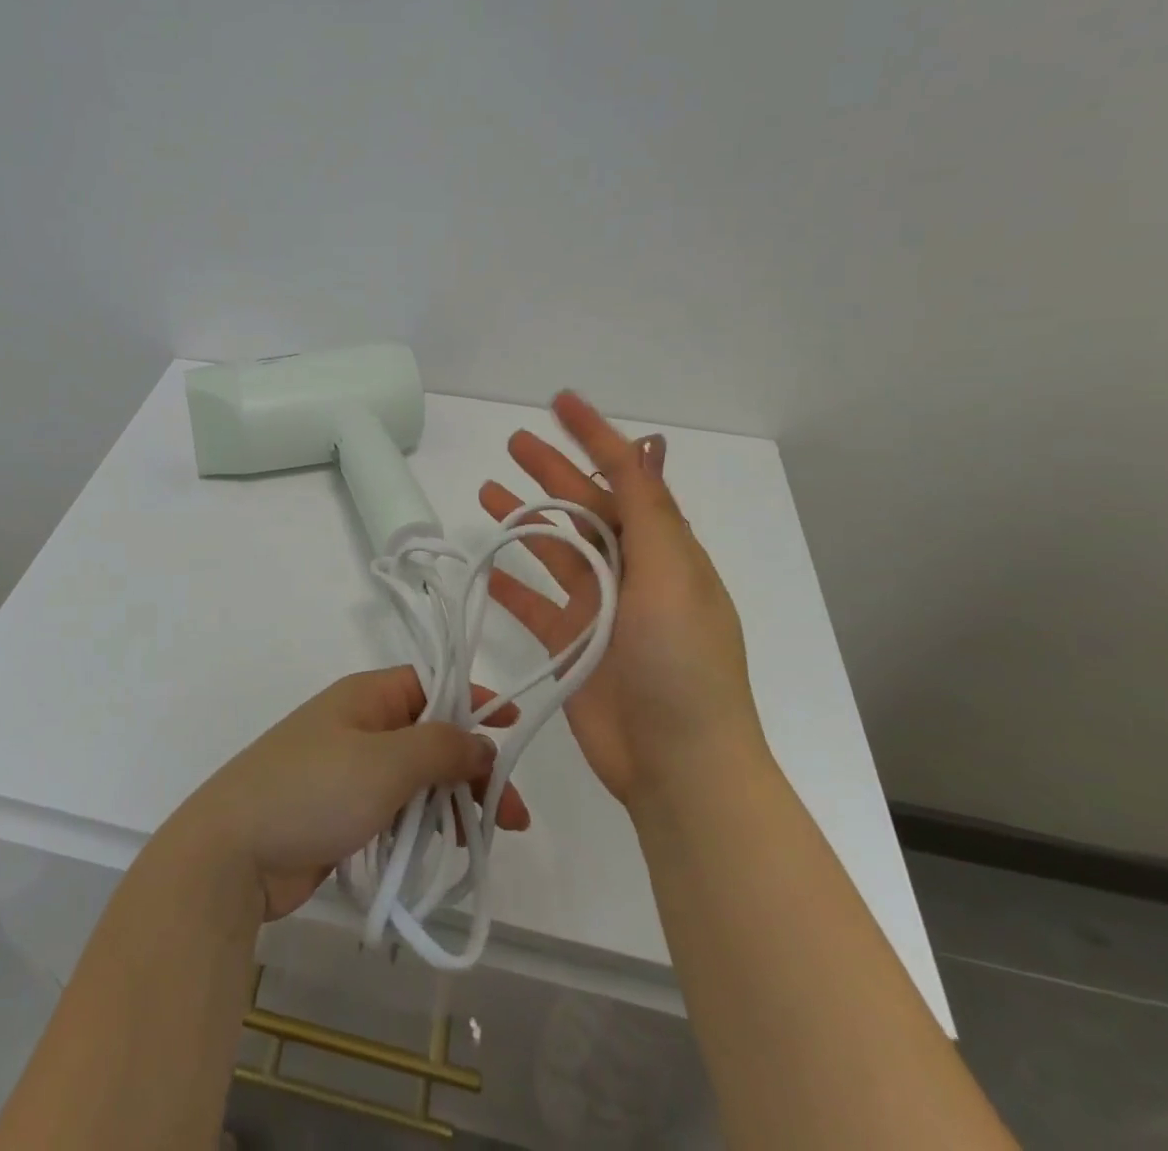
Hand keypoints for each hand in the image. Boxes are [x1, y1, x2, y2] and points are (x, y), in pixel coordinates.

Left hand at [172, 667, 530, 919]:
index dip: (475, 703)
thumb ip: (442, 747)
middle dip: (471, 768)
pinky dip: (422, 824)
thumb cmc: (314, 790)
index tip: (515, 729)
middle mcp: (360, 724)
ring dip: (451, 802)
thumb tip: (482, 743)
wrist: (232, 852)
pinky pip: (395, 809)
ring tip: (481, 841)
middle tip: (513, 815)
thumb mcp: (387, 761)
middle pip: (430, 735)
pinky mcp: (341, 811)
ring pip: (415, 777)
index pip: (433, 684)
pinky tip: (442, 850)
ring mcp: (348, 769)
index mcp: (367, 696)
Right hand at [478, 391, 762, 808]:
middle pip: (583, 508)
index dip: (595, 436)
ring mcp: (598, 610)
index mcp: (663, 550)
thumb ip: (648, 510)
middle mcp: (631, 573)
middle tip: (512, 442)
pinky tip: (486, 569)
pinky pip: (533, 604)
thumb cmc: (681, 664)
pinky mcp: (570, 646)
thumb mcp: (671, 575)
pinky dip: (511, 586)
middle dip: (551, 471)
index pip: (625, 476)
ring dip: (525, 521)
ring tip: (487, 491)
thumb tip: (644, 445)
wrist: (679, 765)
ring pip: (553, 551)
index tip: (560, 402)